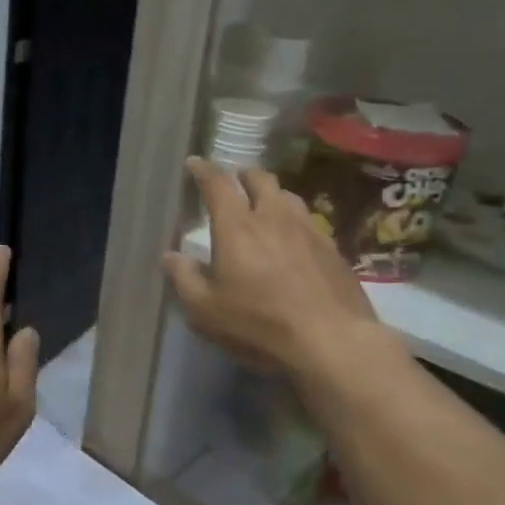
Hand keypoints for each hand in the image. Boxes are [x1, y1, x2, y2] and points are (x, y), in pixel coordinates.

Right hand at [163, 159, 385, 376]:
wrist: (332, 341)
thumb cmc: (259, 324)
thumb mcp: (206, 311)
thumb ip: (185, 279)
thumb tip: (171, 257)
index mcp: (237, 226)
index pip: (218, 183)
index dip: (203, 170)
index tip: (194, 164)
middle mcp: (273, 216)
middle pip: (259, 178)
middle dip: (242, 175)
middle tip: (232, 183)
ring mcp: (308, 229)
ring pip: (287, 195)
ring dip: (271, 194)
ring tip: (263, 207)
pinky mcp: (332, 248)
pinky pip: (308, 220)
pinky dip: (293, 219)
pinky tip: (292, 239)